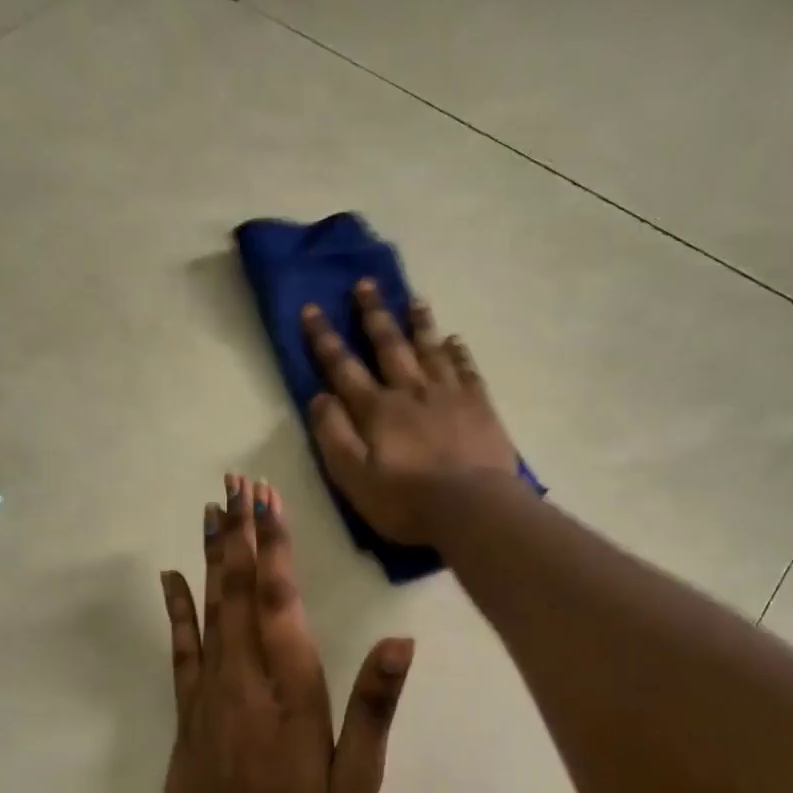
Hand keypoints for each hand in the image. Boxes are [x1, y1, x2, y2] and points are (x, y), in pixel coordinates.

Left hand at [159, 475, 412, 792]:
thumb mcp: (358, 780)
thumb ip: (374, 707)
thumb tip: (399, 643)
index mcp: (292, 689)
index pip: (280, 601)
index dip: (274, 547)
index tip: (267, 501)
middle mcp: (246, 678)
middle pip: (239, 590)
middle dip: (239, 533)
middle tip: (236, 483)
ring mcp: (210, 692)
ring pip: (209, 608)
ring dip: (210, 555)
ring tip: (210, 509)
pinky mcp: (187, 712)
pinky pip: (180, 649)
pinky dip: (176, 609)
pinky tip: (171, 577)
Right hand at [301, 279, 520, 544]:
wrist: (472, 509)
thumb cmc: (406, 501)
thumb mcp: (352, 476)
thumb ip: (333, 435)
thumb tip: (318, 397)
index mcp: (376, 409)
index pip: (343, 366)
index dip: (324, 338)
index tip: (312, 308)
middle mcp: (410, 391)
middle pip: (389, 345)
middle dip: (374, 314)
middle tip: (366, 284)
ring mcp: (449, 395)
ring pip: (430, 349)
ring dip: (419, 323)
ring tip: (413, 299)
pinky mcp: (479, 407)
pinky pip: (466, 369)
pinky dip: (458, 352)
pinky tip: (454, 340)